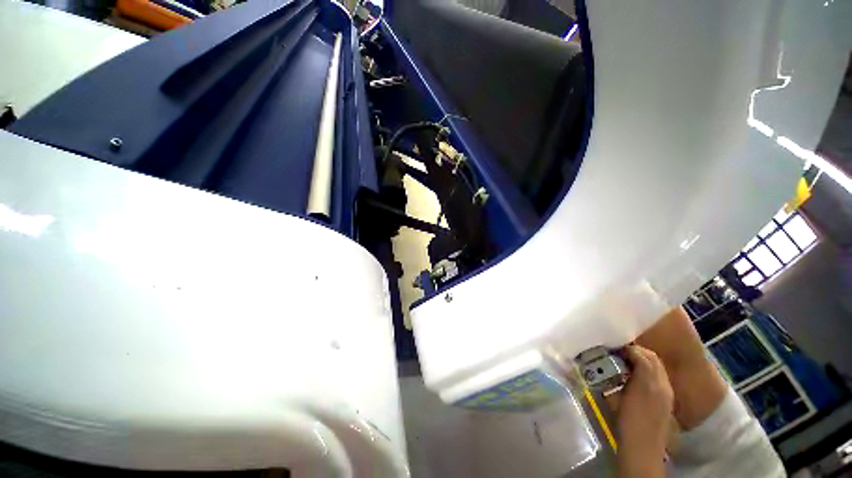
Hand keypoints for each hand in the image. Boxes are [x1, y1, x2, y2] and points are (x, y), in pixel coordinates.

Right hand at [615, 345, 673, 477]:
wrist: (643, 447)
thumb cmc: (628, 421)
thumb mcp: (621, 395)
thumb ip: (623, 375)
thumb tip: (619, 359)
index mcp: (651, 382)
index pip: (643, 354)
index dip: (628, 349)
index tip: (614, 348)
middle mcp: (663, 384)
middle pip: (652, 358)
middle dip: (636, 352)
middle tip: (618, 353)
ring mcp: (666, 393)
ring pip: (656, 367)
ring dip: (642, 361)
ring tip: (625, 363)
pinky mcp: (666, 400)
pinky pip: (658, 377)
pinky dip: (647, 371)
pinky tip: (634, 377)